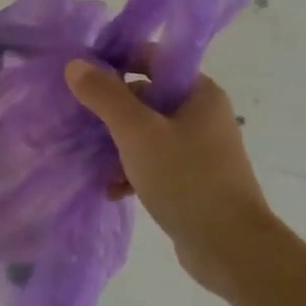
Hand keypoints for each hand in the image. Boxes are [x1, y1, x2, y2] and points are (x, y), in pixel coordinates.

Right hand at [64, 60, 274, 298]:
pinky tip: (113, 191)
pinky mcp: (193, 180)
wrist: (230, 246)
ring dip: (117, 147)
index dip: (117, 61)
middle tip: (80, 124)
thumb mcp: (138, 133)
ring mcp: (200, 149)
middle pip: (146, 98)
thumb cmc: (185, 179)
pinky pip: (155, 164)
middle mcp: (202, 115)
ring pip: (147, 134)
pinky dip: (132, 172)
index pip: (153, 59)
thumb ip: (105, 96)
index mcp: (198, 93)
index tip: (83, 77)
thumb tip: (76, 64)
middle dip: (111, 113)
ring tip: (94, 164)